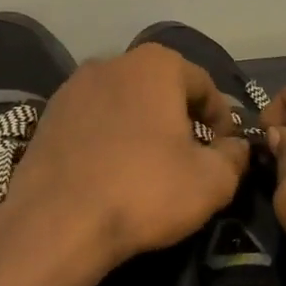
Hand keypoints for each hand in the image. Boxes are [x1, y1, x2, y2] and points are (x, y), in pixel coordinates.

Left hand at [3, 44, 249, 278]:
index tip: (226, 150)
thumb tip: (237, 147)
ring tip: (150, 164)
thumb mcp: (211, 181)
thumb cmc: (144, 191)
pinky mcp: (47, 115)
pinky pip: (93, 120)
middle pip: (161, 87)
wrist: (56, 223)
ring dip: (142, 125)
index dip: (222, 119)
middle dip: (180, 117)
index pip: (204, 85)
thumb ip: (234, 157)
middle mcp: (113, 62)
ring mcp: (74, 87)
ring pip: (124, 101)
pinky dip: (109, 137)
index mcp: (156, 65)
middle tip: (191, 156)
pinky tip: (112, 170)